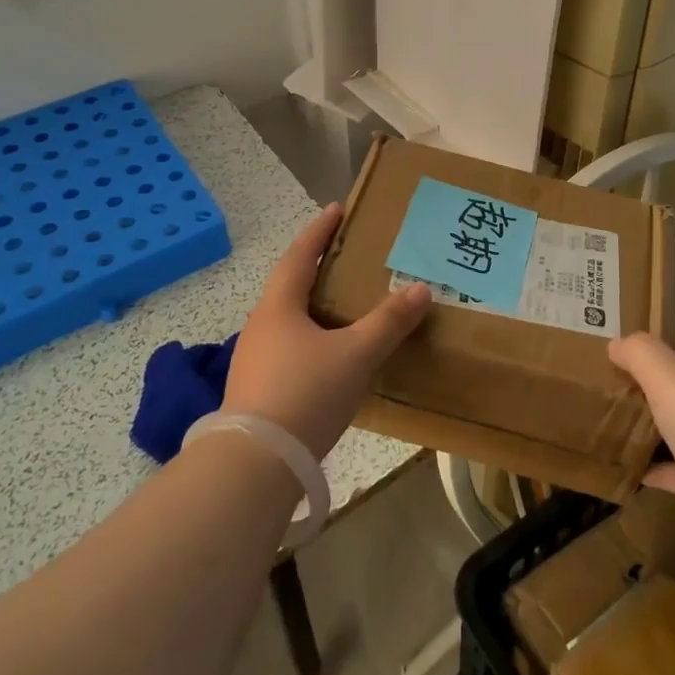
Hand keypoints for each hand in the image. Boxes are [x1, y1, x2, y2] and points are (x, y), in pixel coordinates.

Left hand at [224, 204, 431, 457]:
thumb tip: (420, 288)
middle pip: (290, 284)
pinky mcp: (256, 389)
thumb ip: (389, 322)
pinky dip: (310, 337)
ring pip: (288, 319)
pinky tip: (329, 357)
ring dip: (313, 305)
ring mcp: (254, 359)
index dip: (320, 230)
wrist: (254, 464)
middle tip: (347, 257)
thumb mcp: (356, 354)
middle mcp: (261, 325)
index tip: (336, 209)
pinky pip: (287, 347)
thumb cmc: (305, 393)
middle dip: (317, 267)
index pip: (301, 254)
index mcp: (280, 306)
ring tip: (343, 307)